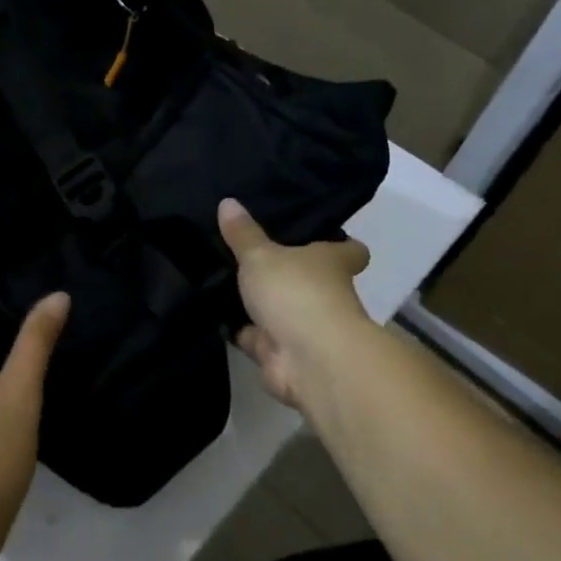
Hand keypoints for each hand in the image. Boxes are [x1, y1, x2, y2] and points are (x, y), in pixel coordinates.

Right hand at [219, 198, 374, 411]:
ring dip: (256, 304)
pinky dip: (238, 330)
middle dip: (283, 274)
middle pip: (308, 281)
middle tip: (246, 254)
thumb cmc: (295, 292)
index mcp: (332, 263)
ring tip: (219, 281)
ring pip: (278, 310)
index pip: (349, 251)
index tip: (318, 236)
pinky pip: (255, 337)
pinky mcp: (282, 354)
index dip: (339, 245)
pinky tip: (211, 314)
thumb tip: (227, 201)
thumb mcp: (261, 255)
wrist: (307, 358)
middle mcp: (325, 294)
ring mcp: (304, 327)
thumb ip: (243, 234)